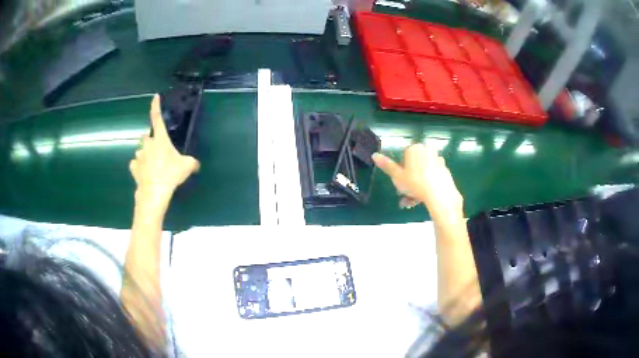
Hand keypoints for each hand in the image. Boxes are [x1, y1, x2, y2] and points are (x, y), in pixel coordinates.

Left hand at [129, 95, 199, 203]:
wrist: (154, 192)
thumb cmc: (170, 174)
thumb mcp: (187, 166)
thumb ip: (191, 162)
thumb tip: (195, 164)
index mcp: (160, 139)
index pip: (157, 118)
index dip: (155, 106)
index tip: (155, 97)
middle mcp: (147, 144)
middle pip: (146, 137)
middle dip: (150, 140)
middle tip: (158, 149)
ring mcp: (138, 156)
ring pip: (141, 151)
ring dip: (145, 154)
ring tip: (153, 165)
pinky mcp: (134, 168)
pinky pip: (136, 164)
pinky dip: (139, 166)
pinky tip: (145, 173)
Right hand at [372, 144, 462, 221]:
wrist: (439, 195)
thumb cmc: (415, 183)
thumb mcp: (397, 176)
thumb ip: (387, 165)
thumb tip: (374, 155)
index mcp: (414, 149)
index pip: (403, 156)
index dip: (400, 170)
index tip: (399, 182)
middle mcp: (427, 151)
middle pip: (414, 166)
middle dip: (408, 181)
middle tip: (404, 195)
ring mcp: (438, 160)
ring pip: (423, 173)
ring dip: (416, 187)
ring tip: (412, 202)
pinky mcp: (445, 171)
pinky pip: (432, 177)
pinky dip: (427, 186)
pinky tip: (423, 199)